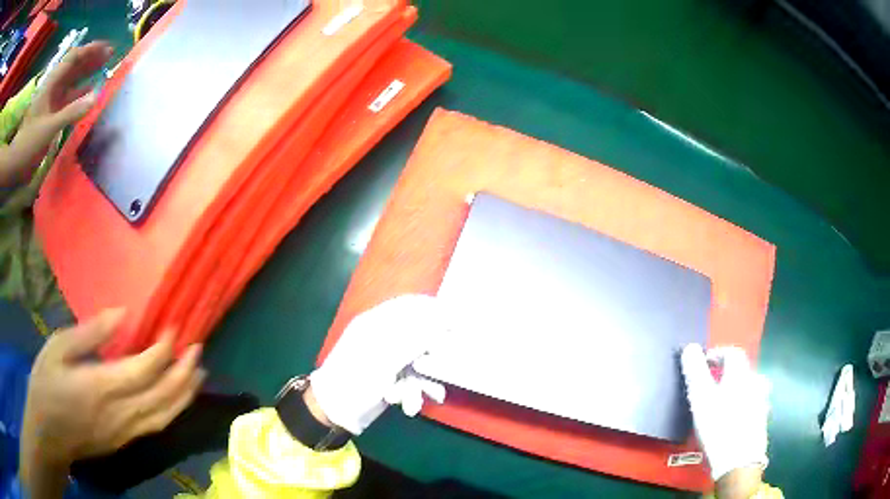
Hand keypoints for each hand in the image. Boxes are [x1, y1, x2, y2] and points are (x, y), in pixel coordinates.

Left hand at [0, 42, 111, 184]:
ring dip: (87, 74)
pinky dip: (79, 93)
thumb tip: (96, 96)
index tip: (106, 48)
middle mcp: (53, 86)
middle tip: (110, 56)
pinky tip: (89, 92)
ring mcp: (52, 100)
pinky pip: (68, 98)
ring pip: (72, 80)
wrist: (15, 163)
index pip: (73, 57)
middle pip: (74, 66)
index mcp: (52, 83)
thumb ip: (71, 112)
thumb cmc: (29, 142)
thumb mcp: (49, 128)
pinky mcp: (51, 113)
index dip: (90, 50)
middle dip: (91, 59)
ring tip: (104, 69)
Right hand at [20, 309, 204, 496]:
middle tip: (198, 348)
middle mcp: (120, 414)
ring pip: (164, 415)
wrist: (48, 434)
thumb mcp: (57, 348)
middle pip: (162, 396)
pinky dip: (172, 411)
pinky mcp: (124, 442)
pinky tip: (177, 398)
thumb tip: (121, 313)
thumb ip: (90, 334)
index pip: (144, 369)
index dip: (164, 350)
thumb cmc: (45, 386)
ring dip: (184, 394)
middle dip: (184, 372)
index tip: (176, 327)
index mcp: (101, 387)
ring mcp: (125, 433)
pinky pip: (155, 426)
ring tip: (199, 372)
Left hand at [310, 295, 446, 434]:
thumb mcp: (386, 358)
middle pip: (421, 336)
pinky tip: (410, 405)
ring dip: (421, 383)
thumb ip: (417, 338)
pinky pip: (413, 380)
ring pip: (419, 362)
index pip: (411, 306)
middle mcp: (384, 338)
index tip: (456, 324)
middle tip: (435, 368)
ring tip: (414, 399)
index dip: (435, 311)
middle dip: (430, 357)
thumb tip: (445, 320)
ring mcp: (388, 360)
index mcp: (377, 323)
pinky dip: (413, 393)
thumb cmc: (355, 379)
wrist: (334, 412)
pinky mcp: (391, 378)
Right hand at [681, 344, 769, 482]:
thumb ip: (695, 371)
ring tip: (722, 403)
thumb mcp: (701, 397)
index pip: (732, 352)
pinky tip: (733, 419)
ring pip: (748, 387)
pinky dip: (742, 405)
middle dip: (726, 374)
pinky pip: (752, 403)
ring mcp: (761, 400)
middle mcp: (755, 381)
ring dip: (736, 389)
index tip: (704, 363)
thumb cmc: (718, 425)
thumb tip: (690, 347)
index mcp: (741, 372)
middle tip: (710, 386)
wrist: (739, 459)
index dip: (717, 353)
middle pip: (741, 370)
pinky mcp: (762, 418)